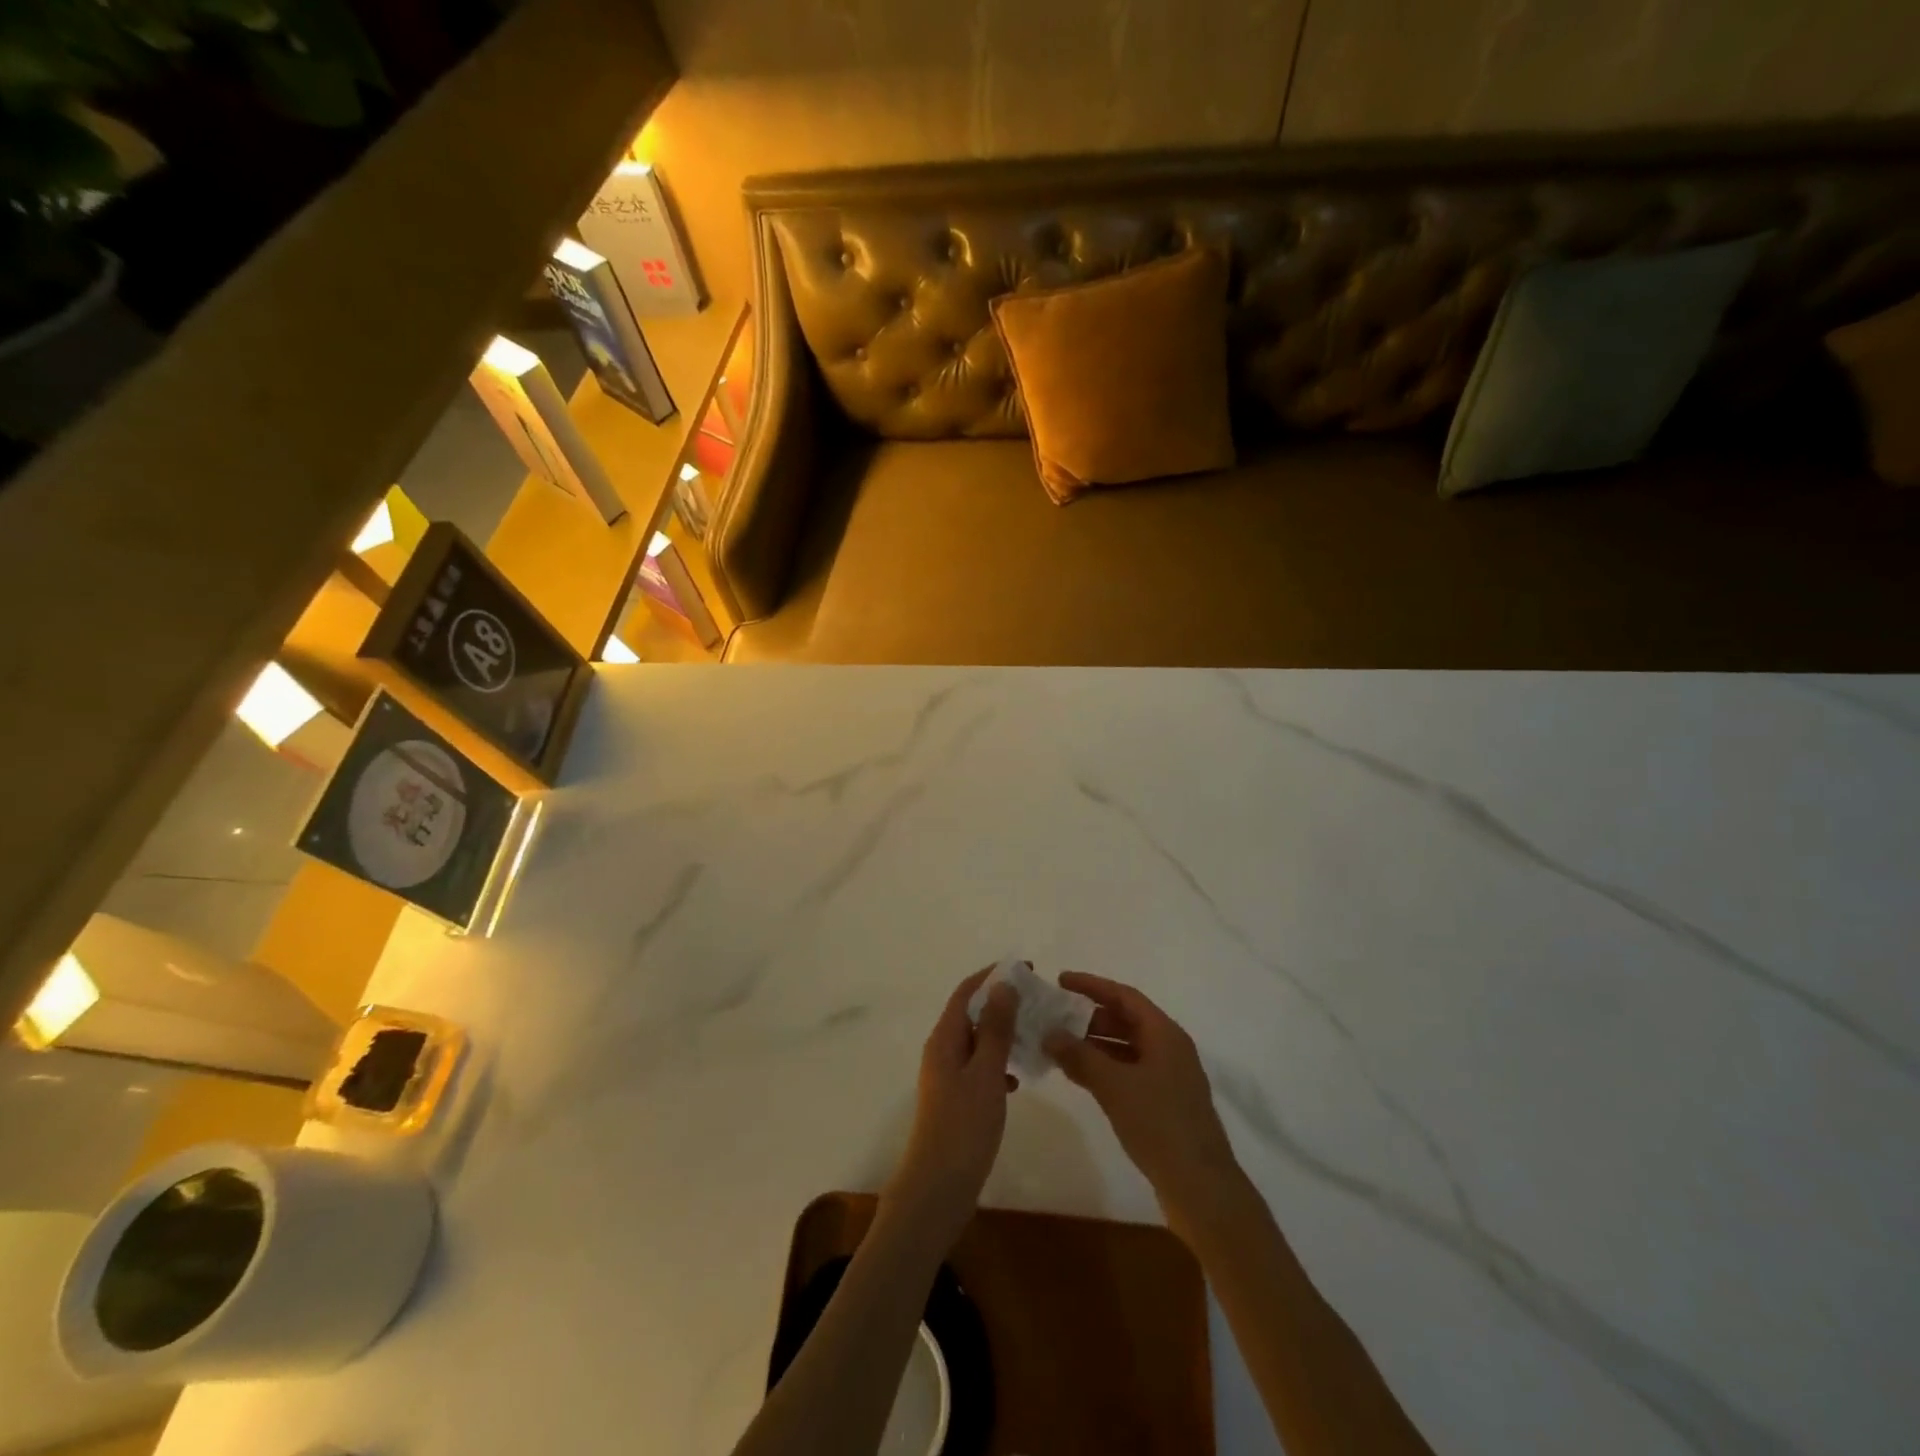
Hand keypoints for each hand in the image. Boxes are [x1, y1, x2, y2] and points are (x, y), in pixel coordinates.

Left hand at [885, 968, 1017, 1242]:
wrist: (939, 1188)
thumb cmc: (963, 1126)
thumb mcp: (985, 1073)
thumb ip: (995, 1029)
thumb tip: (1004, 984)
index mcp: (944, 1039)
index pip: (967, 991)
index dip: (993, 976)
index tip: (1027, 968)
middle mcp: (942, 1051)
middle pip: (971, 1013)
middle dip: (1002, 1002)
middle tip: (1037, 1001)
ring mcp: (947, 1077)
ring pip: (978, 1042)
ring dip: (1003, 1033)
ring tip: (1035, 1034)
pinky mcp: (957, 1100)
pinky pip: (980, 1068)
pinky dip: (999, 1064)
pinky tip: (1019, 1078)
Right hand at [1044, 972, 1243, 1224]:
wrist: (1201, 1188)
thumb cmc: (1159, 1124)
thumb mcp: (1114, 1086)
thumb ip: (1080, 1056)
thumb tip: (1049, 1034)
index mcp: (1165, 1034)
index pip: (1124, 996)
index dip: (1092, 985)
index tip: (1061, 980)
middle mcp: (1169, 1049)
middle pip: (1126, 1020)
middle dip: (1089, 1016)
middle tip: (1055, 1017)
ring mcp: (1169, 1078)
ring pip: (1126, 1048)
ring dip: (1094, 1045)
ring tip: (1059, 1047)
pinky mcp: (1164, 1104)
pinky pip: (1129, 1072)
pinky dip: (1104, 1069)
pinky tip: (1080, 1077)